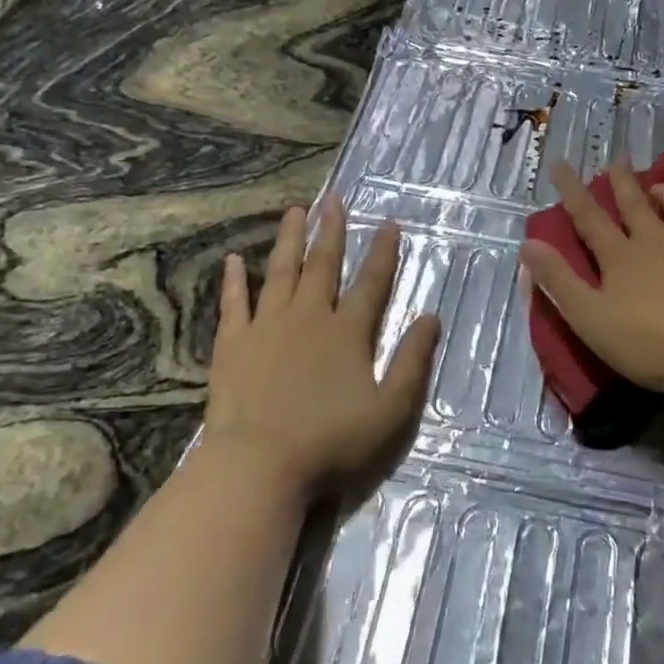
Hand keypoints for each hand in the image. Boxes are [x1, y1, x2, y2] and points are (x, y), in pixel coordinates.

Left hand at [203, 201, 439, 500]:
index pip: (371, 283)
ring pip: (280, 272)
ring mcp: (267, 327)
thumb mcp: (390, 410)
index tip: (388, 223)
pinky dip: (234, 281)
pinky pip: (234, 304)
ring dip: (289, 240)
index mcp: (347, 332)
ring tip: (295, 211)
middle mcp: (309, 317)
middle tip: (334, 199)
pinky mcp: (233, 345)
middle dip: (331, 231)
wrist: (258, 465)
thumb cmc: (331, 441)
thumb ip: (412, 362)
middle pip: (323, 265)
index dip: (382, 253)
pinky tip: (232, 260)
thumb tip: (430, 317)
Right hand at [519, 157, 663, 396]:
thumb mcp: (589, 318)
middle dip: (622, 180)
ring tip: (661, 188)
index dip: (572, 191)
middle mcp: (657, 241)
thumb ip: (558, 281)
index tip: (561, 164)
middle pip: (635, 203)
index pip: (589, 217)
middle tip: (618, 159)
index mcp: (620, 256)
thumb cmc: (650, 340)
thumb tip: (527, 244)